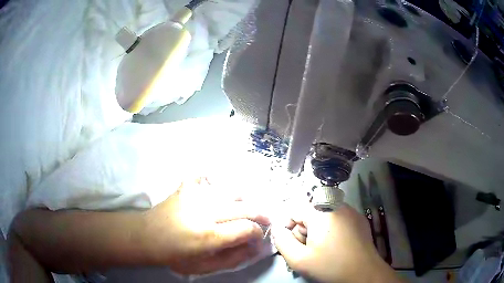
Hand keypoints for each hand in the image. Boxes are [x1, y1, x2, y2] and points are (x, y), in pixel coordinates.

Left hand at [144, 177, 269, 274]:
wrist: (147, 236)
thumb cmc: (175, 255)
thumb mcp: (204, 266)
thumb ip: (232, 258)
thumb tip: (255, 248)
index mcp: (208, 235)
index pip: (247, 228)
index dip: (258, 233)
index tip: (258, 236)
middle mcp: (205, 212)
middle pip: (245, 208)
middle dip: (261, 215)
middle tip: (265, 220)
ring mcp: (195, 195)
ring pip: (231, 191)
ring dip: (244, 200)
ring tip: (244, 209)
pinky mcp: (186, 186)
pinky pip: (207, 177)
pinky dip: (215, 181)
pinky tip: (216, 190)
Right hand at [271, 202, 400, 282]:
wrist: (364, 273)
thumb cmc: (331, 267)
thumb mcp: (299, 259)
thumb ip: (282, 241)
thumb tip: (277, 228)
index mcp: (321, 212)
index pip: (294, 208)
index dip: (289, 226)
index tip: (293, 243)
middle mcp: (337, 204)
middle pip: (309, 212)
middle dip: (304, 230)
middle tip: (309, 249)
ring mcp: (351, 211)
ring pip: (323, 215)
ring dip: (318, 230)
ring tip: (323, 249)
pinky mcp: (359, 219)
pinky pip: (337, 218)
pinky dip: (331, 229)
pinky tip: (336, 245)